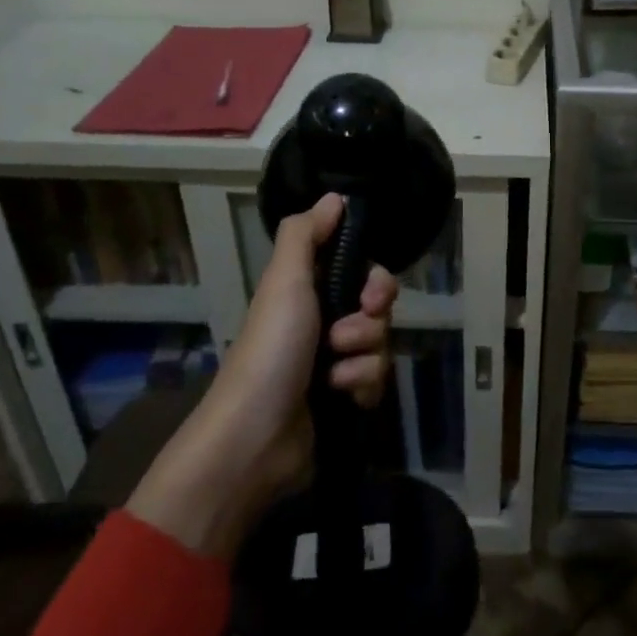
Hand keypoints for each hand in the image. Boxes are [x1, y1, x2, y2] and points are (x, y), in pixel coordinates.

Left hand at [127, 193, 394, 556]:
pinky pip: (377, 382)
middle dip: (369, 323)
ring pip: (381, 346)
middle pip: (378, 309)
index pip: (363, 273)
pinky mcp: (344, 400)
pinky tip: (342, 398)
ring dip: (362, 359)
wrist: (255, 438)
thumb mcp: (284, 282)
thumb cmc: (271, 350)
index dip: (375, 281)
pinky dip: (362, 388)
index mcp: (308, 293)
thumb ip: (306, 235)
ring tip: (334, 377)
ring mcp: (335, 364)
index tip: (370, 295)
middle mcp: (324, 323)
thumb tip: (334, 197)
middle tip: (346, 336)